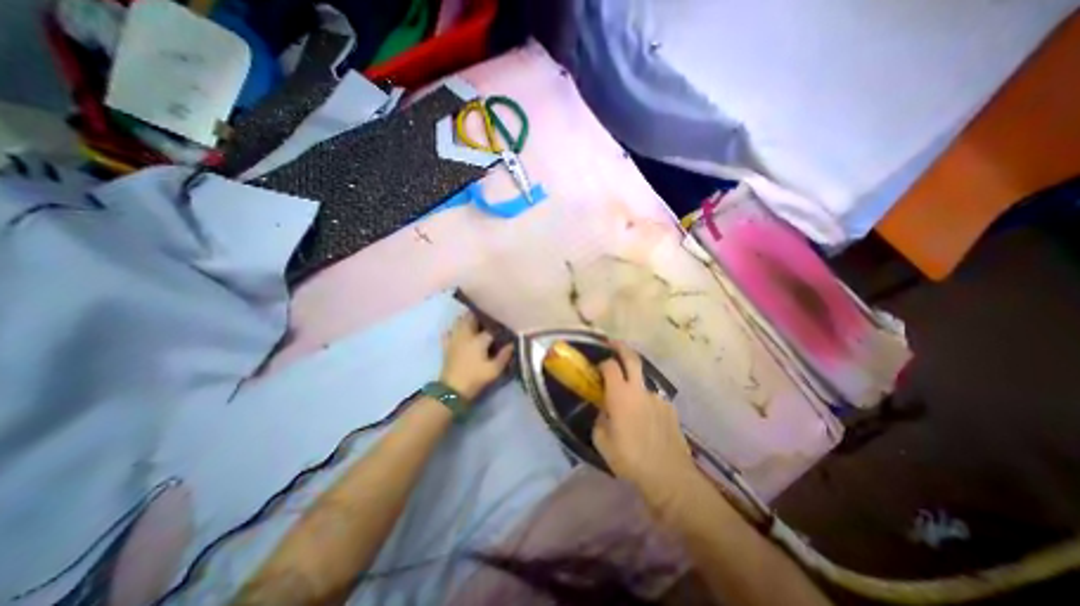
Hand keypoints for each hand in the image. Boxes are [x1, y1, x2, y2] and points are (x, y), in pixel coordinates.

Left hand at [439, 312, 513, 401]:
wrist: (452, 390)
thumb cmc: (475, 378)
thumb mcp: (494, 370)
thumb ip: (505, 355)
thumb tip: (512, 344)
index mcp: (479, 339)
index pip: (491, 327)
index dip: (499, 326)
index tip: (505, 326)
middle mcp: (466, 335)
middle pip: (472, 317)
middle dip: (481, 316)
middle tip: (490, 318)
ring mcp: (454, 339)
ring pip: (460, 321)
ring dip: (468, 319)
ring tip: (476, 321)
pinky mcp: (446, 346)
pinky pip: (449, 332)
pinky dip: (454, 329)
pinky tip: (459, 331)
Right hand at [591, 342, 700, 518]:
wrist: (669, 476)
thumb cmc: (629, 459)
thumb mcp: (602, 441)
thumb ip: (600, 419)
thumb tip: (604, 409)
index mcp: (621, 395)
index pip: (610, 366)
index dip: (603, 363)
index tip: (598, 367)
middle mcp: (640, 390)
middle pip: (632, 359)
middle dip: (621, 348)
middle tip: (613, 343)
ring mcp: (658, 398)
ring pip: (643, 382)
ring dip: (634, 385)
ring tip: (629, 407)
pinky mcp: (670, 409)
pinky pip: (653, 400)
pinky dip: (646, 404)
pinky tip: (645, 422)